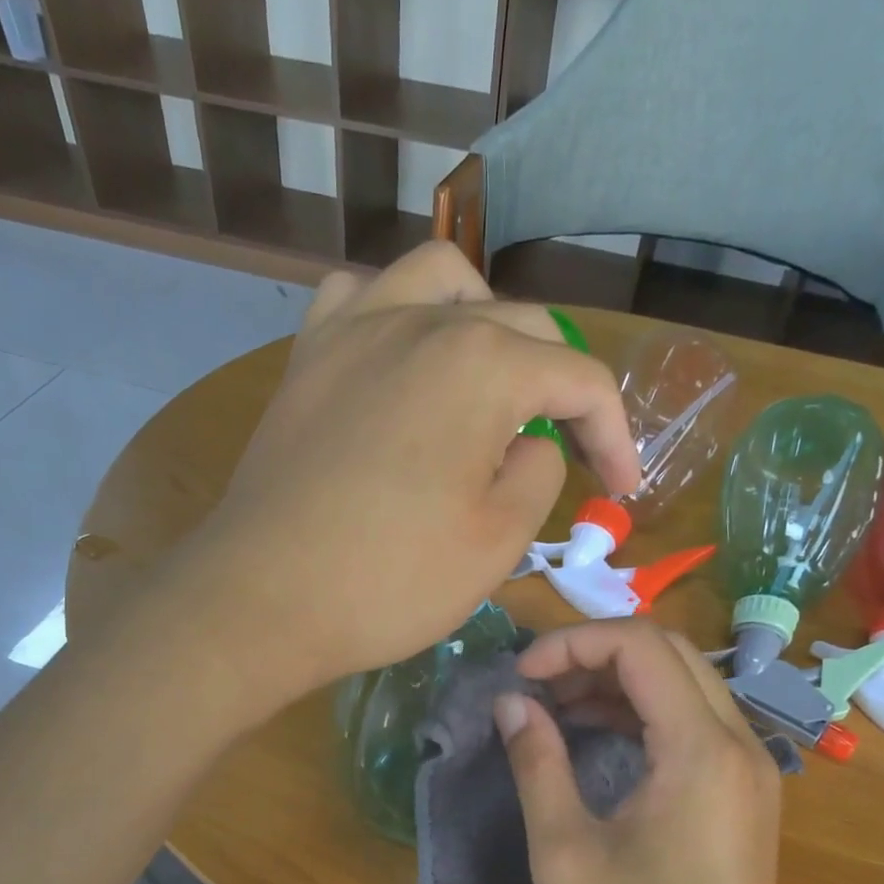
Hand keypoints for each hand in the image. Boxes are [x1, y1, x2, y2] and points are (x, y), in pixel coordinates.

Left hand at [183, 242, 638, 699]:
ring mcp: (354, 329)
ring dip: (485, 322)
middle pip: (522, 327)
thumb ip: (540, 473)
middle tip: (565, 452)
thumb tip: (534, 443)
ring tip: (492, 380)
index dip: (615, 435)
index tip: (621, 490)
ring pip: (442, 283)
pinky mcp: (307, 358)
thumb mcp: (497, 542)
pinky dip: (398, 316)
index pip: (580, 380)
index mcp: (483, 365)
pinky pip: (361, 298)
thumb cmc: (390, 581)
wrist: (263, 600)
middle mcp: (422, 321)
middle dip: (560, 390)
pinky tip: (403, 359)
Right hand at [495, 620, 792, 883]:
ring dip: (617, 681)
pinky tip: (597, 734)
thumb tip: (512, 704)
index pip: (640, 646)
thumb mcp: (564, 853)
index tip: (520, 676)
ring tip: (554, 707)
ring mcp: (750, 767)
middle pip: (667, 652)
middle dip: (594, 654)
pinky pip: (695, 720)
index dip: (572, 644)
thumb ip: (537, 764)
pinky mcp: (744, 791)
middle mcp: (739, 743)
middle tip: (535, 687)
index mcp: (700, 751)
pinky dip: (643, 711)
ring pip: (683, 682)